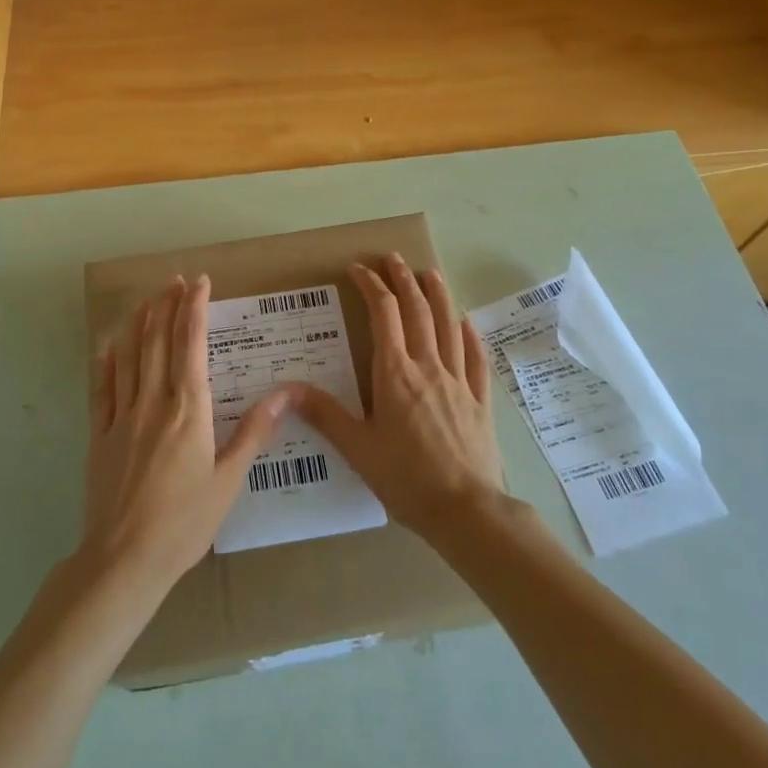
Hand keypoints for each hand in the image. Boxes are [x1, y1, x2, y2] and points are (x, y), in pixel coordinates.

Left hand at [80, 275, 289, 595]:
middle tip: (174, 280)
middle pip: (158, 341)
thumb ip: (254, 431)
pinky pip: (102, 388)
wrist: (124, 560)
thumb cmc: (185, 522)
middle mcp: (153, 402)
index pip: (191, 345)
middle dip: (167, 305)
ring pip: (129, 357)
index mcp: (188, 410)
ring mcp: (121, 417)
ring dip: (138, 323)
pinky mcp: (99, 435)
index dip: (194, 309)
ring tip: (146, 299)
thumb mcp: (229, 479)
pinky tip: (109, 345)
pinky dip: (106, 361)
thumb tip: (286, 392)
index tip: (199, 282)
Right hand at [295, 255, 505, 538]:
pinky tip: (466, 322)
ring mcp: (458, 380)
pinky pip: (475, 357)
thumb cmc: (405, 478)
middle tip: (393, 258)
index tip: (358, 269)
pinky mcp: (480, 398)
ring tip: (430, 273)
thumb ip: (324, 413)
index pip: (383, 314)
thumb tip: (287, 388)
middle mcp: (428, 366)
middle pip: (417, 310)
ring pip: (448, 324)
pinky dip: (469, 334)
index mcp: (395, 373)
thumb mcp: (357, 448)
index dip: (371, 286)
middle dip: (403, 280)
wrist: (465, 509)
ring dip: (438, 295)